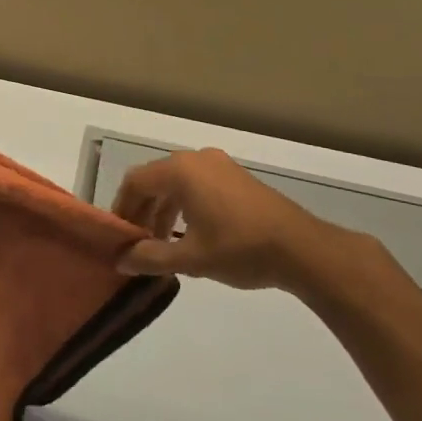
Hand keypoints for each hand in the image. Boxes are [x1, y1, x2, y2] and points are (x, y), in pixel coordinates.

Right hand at [111, 148, 371, 294]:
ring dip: (164, 209)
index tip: (119, 236)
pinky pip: (197, 184)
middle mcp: (196, 159)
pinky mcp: (236, 177)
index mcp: (180, 171)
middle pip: (155, 179)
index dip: (122, 207)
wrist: (302, 249)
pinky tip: (190, 234)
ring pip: (177, 182)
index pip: (135, 182)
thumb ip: (150, 258)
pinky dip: (185, 205)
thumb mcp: (191, 259)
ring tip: (162, 243)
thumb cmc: (240, 249)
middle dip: (142, 210)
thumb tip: (120, 261)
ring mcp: (219, 165)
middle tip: (137, 242)